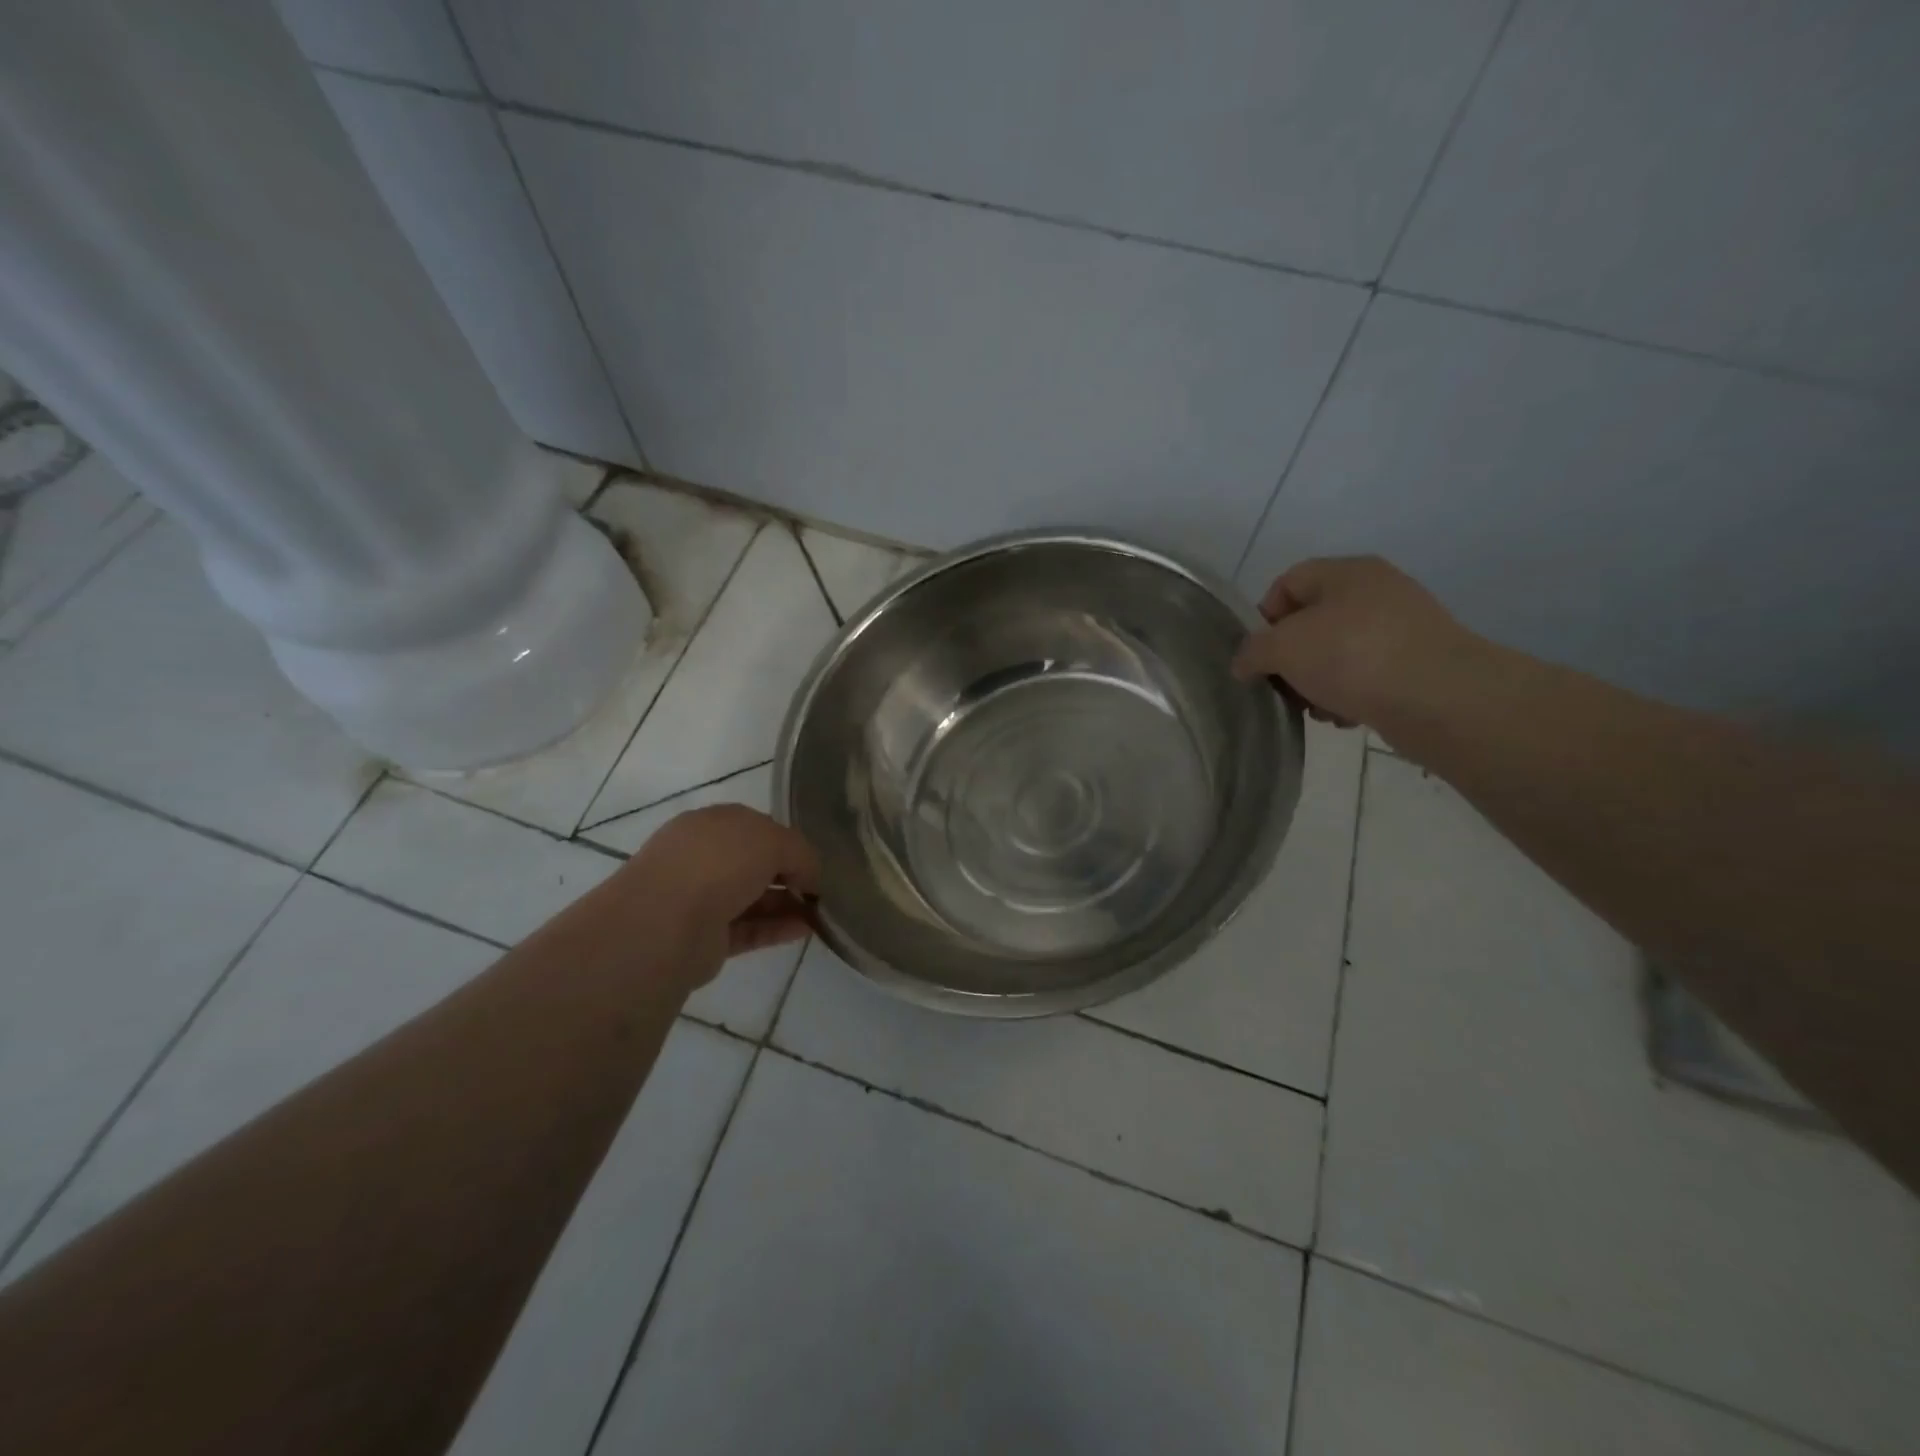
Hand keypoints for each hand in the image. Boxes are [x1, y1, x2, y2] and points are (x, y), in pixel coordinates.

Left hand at [622, 804, 820, 988]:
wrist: (666, 922)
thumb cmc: (718, 863)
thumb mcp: (774, 840)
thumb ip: (801, 853)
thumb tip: (811, 878)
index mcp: (711, 824)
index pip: (756, 828)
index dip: (788, 841)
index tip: (815, 860)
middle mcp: (702, 858)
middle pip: (754, 864)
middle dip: (788, 874)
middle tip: (821, 888)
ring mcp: (701, 899)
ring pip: (752, 898)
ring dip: (787, 904)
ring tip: (822, 912)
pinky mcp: (705, 938)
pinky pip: (749, 929)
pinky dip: (777, 929)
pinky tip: (807, 930)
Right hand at [1231, 556, 1481, 730]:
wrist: (1439, 698)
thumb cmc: (1351, 657)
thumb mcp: (1282, 648)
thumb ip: (1252, 652)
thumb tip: (1244, 663)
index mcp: (1346, 572)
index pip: (1287, 582)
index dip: (1264, 617)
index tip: (1258, 654)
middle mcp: (1377, 591)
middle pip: (1312, 621)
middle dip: (1290, 658)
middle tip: (1282, 687)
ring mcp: (1402, 627)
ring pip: (1337, 652)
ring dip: (1316, 682)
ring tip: (1316, 709)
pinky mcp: (1418, 663)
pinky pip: (1367, 674)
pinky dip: (1349, 694)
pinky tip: (1345, 716)